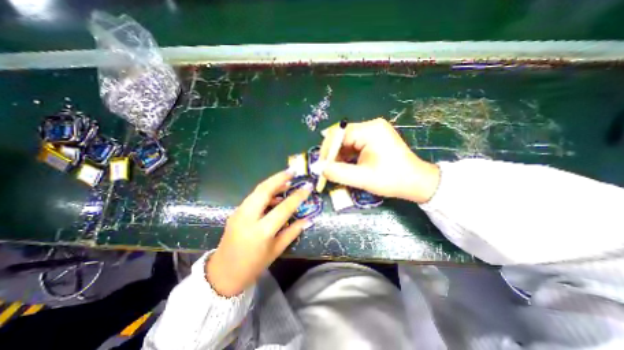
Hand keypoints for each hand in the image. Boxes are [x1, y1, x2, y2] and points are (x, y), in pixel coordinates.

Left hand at [207, 171, 311, 296]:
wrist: (223, 274)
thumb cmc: (253, 265)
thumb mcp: (276, 250)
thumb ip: (292, 232)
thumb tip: (308, 220)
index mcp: (261, 231)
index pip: (283, 208)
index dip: (297, 196)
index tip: (308, 186)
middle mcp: (248, 218)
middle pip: (264, 190)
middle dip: (279, 178)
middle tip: (292, 171)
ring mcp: (239, 213)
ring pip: (257, 190)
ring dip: (272, 183)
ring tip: (286, 180)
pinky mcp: (236, 212)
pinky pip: (253, 197)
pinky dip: (265, 192)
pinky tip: (274, 194)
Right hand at [318, 117, 440, 202]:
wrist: (416, 182)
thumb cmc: (392, 180)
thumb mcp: (362, 178)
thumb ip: (338, 173)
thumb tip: (318, 168)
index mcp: (370, 130)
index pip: (339, 134)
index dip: (327, 149)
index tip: (321, 165)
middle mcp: (371, 126)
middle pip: (342, 136)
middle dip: (333, 153)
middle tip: (327, 169)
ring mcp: (374, 131)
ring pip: (347, 141)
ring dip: (339, 155)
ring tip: (335, 169)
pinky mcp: (374, 138)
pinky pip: (354, 144)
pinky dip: (347, 155)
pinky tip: (346, 165)